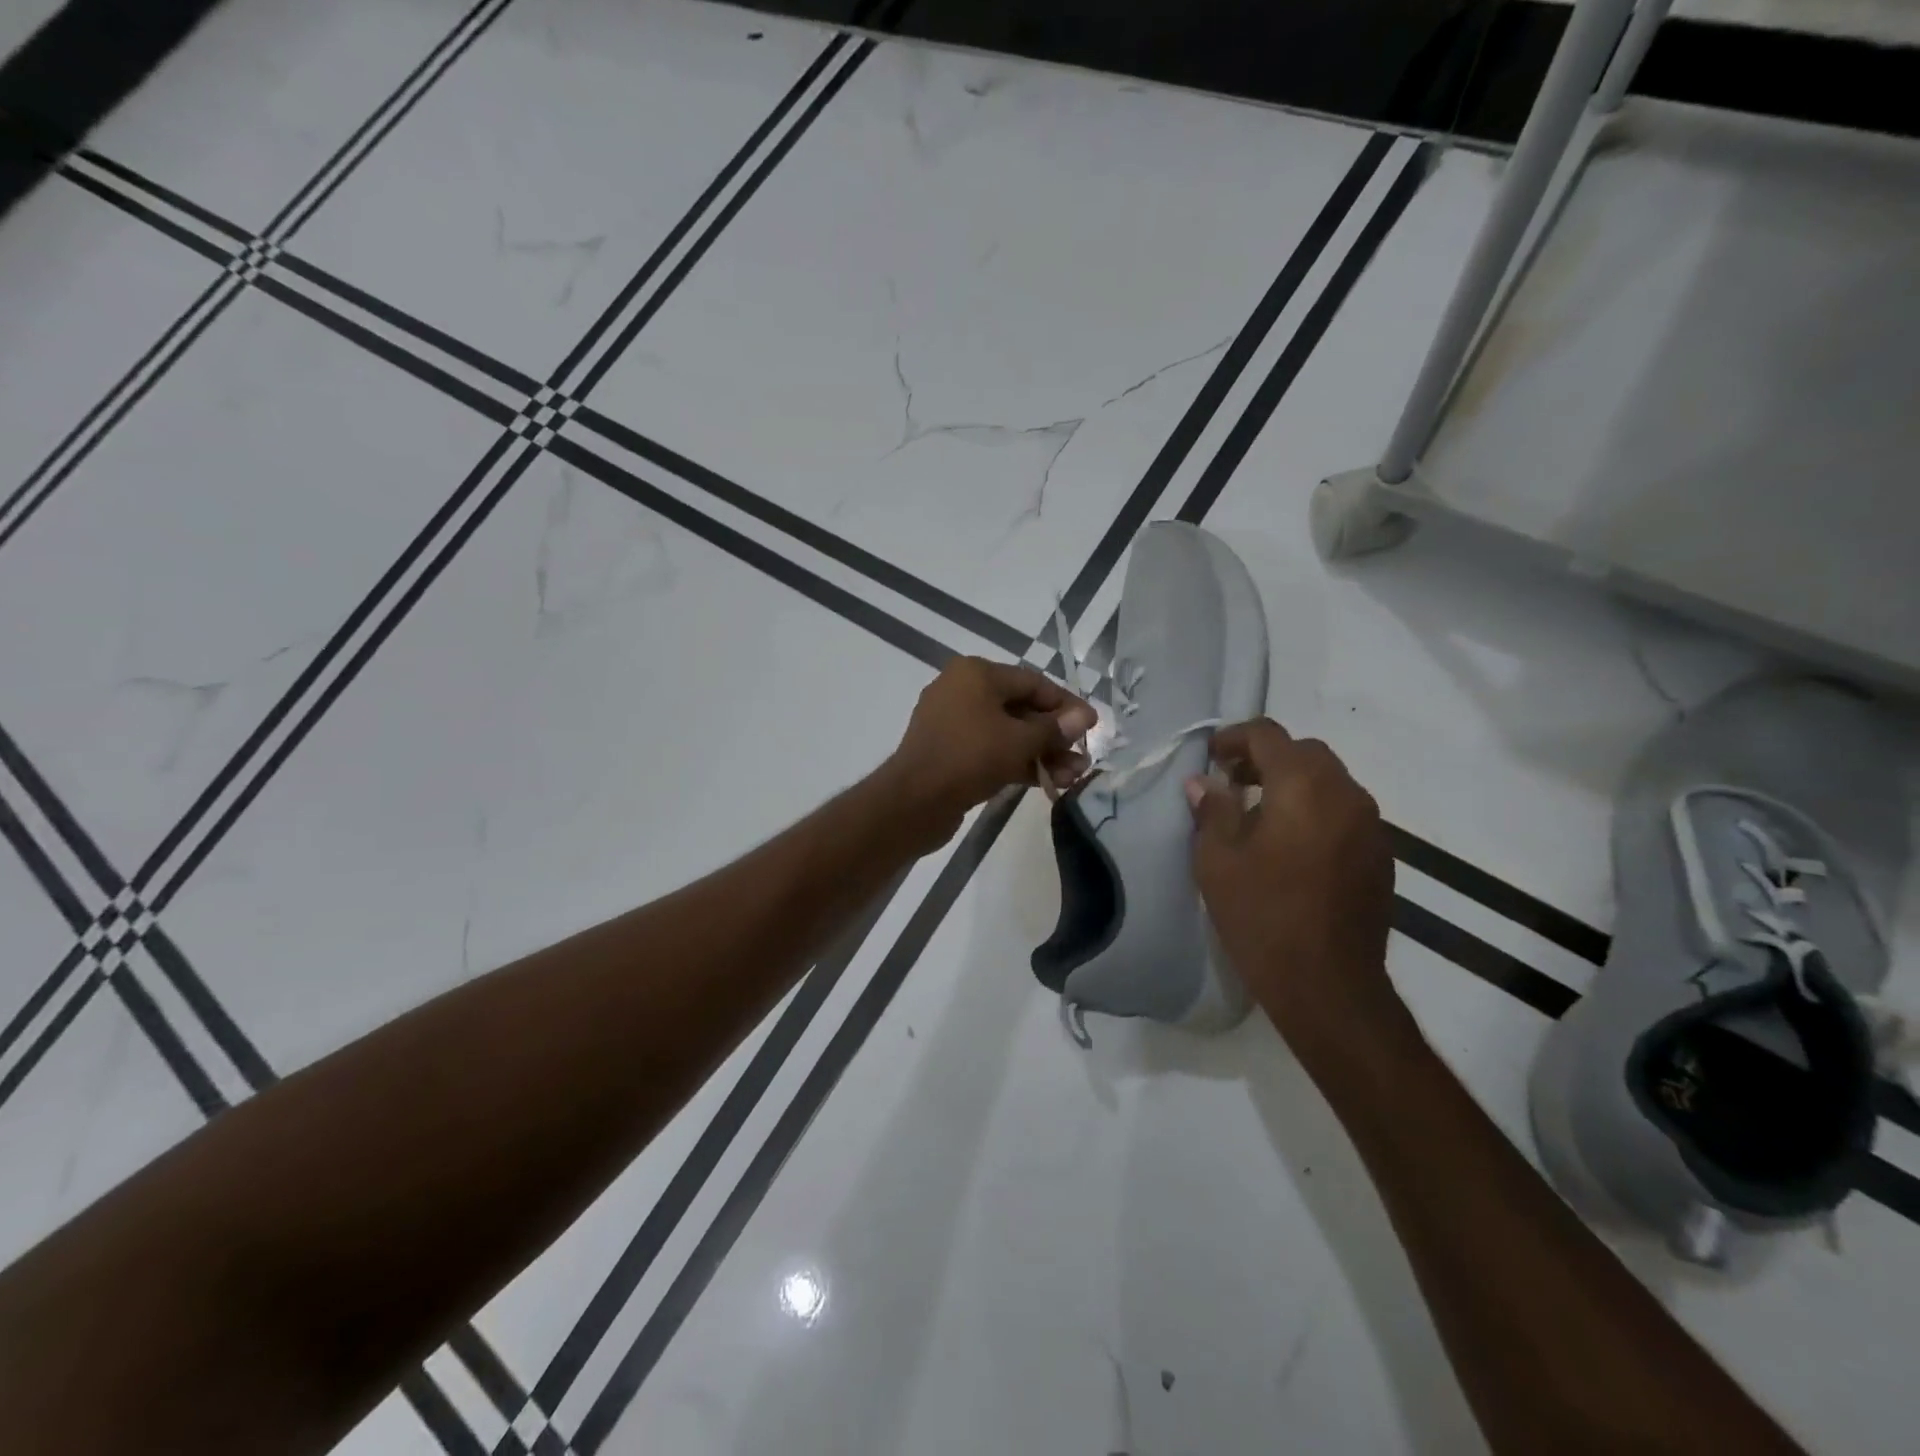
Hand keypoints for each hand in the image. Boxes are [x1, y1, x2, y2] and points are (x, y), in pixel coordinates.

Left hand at [884, 657, 1095, 849]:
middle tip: (1083, 758)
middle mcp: (962, 690)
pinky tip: (1048, 782)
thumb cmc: (969, 758)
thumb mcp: (1019, 741)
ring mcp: (953, 723)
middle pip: (1021, 709)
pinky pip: (991, 750)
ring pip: (1007, 733)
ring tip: (1073, 777)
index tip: (1092, 726)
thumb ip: (1054, 729)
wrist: (914, 802)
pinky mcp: (950, 752)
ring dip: (1041, 753)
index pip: (1033, 682)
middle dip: (1055, 736)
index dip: (1066, 704)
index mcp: (976, 674)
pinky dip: (1018, 762)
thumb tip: (1084, 716)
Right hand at [1187, 719, 1403, 1070]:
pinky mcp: (1381, 854)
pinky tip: (1292, 845)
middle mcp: (1345, 793)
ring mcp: (1370, 825)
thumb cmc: (1262, 916)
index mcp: (1303, 786)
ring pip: (1330, 780)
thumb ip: (1212, 811)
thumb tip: (1203, 782)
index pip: (1268, 735)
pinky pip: (1345, 811)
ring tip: (1260, 813)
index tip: (1211, 757)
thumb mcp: (1218, 861)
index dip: (1234, 737)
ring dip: (1293, 783)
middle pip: (1305, 753)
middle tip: (1232, 782)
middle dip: (1266, 758)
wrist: (1328, 984)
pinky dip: (1316, 809)